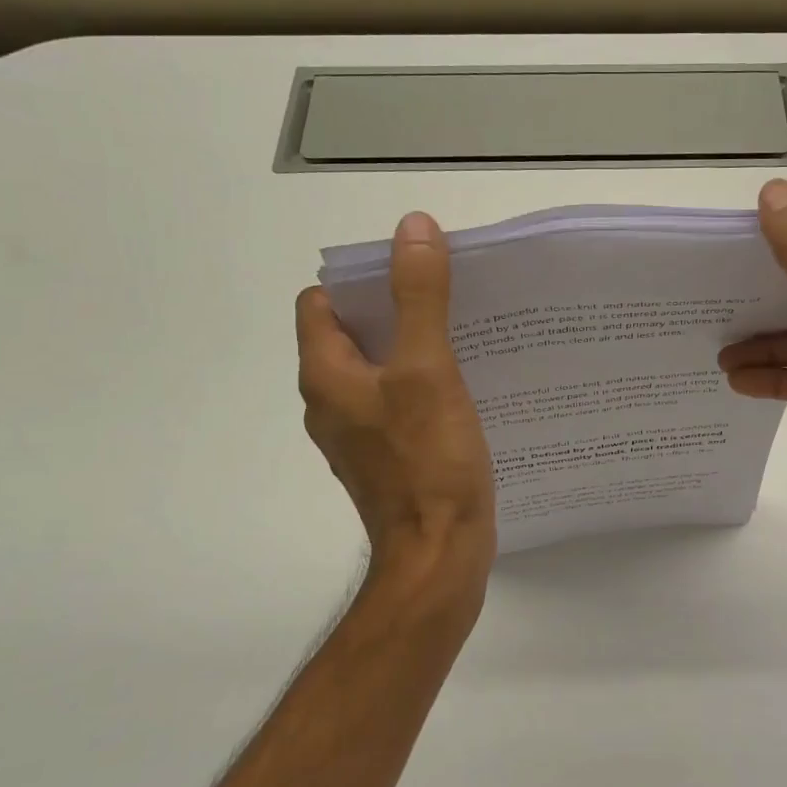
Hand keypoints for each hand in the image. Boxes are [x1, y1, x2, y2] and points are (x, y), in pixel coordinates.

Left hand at [296, 212, 495, 587]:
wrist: (439, 557)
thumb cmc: (429, 462)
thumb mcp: (427, 369)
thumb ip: (419, 297)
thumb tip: (413, 228)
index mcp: (326, 376)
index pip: (322, 304)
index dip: (361, 280)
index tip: (412, 274)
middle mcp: (332, 403)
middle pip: (353, 335)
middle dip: (395, 309)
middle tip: (450, 298)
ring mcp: (359, 435)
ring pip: (379, 371)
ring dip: (413, 349)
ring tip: (464, 336)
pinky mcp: (388, 459)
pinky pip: (398, 404)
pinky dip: (423, 387)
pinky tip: (465, 390)